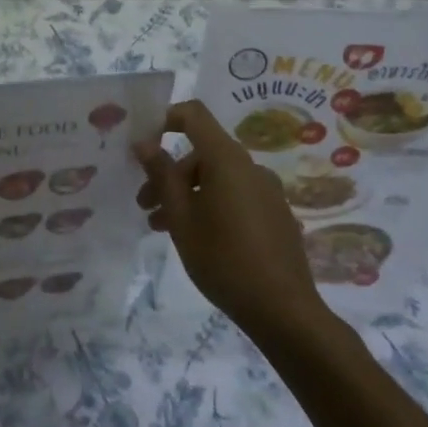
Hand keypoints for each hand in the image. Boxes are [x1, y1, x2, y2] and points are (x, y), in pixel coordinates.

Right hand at [136, 101, 326, 339]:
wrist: (284, 311)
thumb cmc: (223, 259)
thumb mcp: (181, 218)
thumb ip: (161, 175)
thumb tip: (144, 143)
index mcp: (227, 160)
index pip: (194, 115)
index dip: (165, 119)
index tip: (143, 144)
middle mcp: (251, 167)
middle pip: (202, 153)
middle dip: (169, 174)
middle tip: (145, 205)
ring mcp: (267, 191)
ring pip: (216, 179)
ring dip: (186, 194)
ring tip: (161, 227)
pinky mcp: (275, 215)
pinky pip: (235, 196)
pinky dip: (210, 205)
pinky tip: (197, 238)